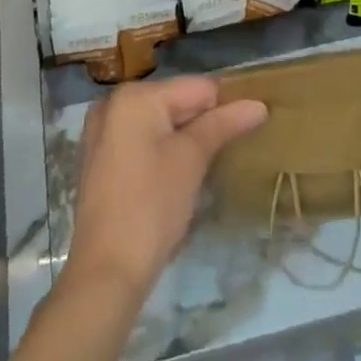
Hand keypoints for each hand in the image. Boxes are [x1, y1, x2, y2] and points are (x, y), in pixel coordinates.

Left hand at [64, 76, 266, 297]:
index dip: (227, 106)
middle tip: (232, 149)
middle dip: (205, 122)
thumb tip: (259, 105)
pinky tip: (180, 176)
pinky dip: (164, 151)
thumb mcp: (192, 159)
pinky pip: (143, 141)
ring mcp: (103, 133)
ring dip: (186, 138)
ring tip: (211, 163)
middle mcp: (114, 103)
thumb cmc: (152, 206)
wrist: (105, 273)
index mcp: (136, 96)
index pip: (197, 88)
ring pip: (161, 123)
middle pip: (177, 102)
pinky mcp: (101, 160)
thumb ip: (223, 124)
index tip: (252, 127)